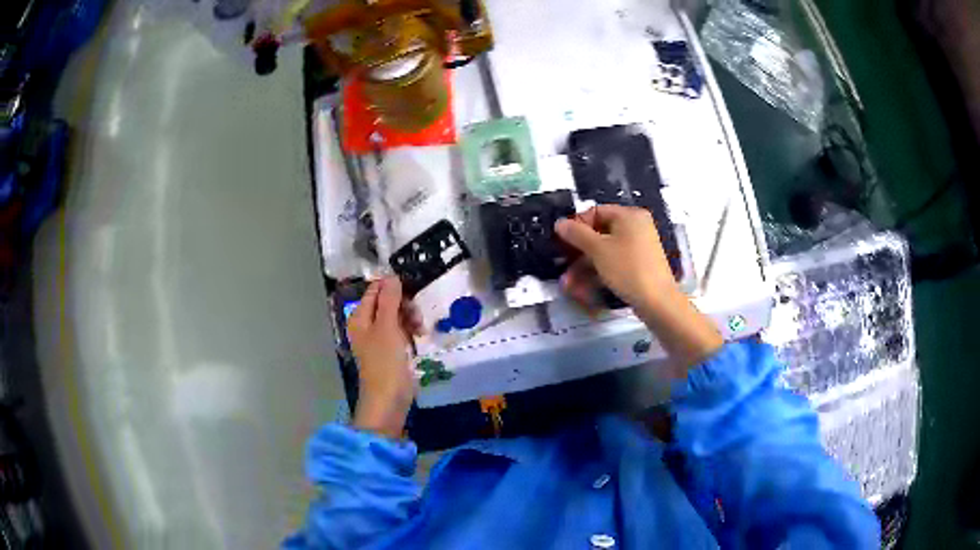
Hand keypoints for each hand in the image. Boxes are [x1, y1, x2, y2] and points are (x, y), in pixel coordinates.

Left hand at [348, 276, 419, 437]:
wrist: (389, 400)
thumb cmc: (385, 363)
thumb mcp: (387, 327)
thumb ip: (389, 300)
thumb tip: (392, 276)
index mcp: (360, 317)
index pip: (375, 290)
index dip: (393, 286)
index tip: (412, 290)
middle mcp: (367, 324)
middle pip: (388, 302)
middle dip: (405, 305)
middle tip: (417, 316)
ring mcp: (380, 338)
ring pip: (397, 316)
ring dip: (411, 318)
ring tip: (420, 330)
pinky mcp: (392, 350)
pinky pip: (402, 331)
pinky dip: (411, 330)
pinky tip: (419, 337)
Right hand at [555, 205, 722, 370]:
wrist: (657, 301)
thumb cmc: (627, 268)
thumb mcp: (598, 250)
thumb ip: (577, 234)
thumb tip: (559, 222)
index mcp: (629, 215)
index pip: (596, 212)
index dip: (577, 225)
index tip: (562, 242)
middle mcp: (635, 227)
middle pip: (599, 234)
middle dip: (578, 253)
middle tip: (562, 266)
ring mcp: (638, 247)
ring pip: (604, 252)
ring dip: (584, 267)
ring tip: (568, 285)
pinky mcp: (638, 266)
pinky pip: (614, 263)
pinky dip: (598, 273)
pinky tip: (583, 289)